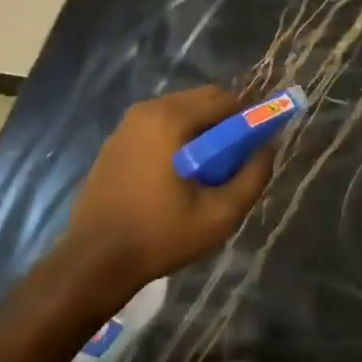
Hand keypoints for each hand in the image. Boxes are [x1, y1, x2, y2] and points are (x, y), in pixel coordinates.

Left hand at [61, 86, 277, 295]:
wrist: (93, 261)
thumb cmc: (160, 236)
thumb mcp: (219, 215)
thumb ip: (253, 176)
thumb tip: (268, 146)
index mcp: (171, 119)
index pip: (225, 100)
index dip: (247, 120)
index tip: (253, 149)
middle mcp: (147, 110)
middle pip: (202, 100)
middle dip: (224, 123)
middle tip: (231, 162)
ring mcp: (126, 125)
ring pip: (180, 111)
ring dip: (200, 130)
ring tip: (204, 172)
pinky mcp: (115, 141)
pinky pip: (158, 125)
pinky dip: (176, 138)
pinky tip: (175, 175)